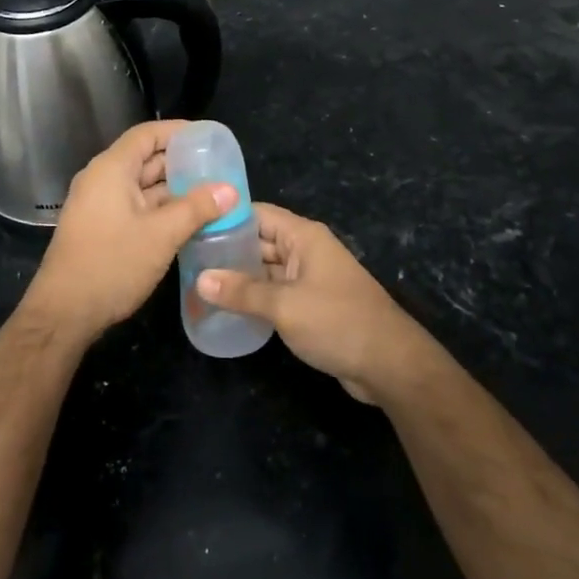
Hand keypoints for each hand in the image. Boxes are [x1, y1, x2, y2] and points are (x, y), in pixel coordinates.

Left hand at [22, 120, 235, 345]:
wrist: (64, 312)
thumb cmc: (112, 264)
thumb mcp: (162, 235)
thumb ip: (197, 208)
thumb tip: (230, 189)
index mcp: (112, 169)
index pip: (147, 134)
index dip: (178, 131)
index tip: (208, 138)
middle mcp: (102, 179)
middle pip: (145, 159)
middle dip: (181, 163)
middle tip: (219, 169)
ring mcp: (99, 205)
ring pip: (142, 186)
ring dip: (173, 189)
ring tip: (211, 194)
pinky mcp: (100, 227)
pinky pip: (135, 206)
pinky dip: (160, 208)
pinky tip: (188, 220)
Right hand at [197, 203, 432, 403]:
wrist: (390, 364)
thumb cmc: (337, 322)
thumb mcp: (284, 305)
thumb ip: (241, 291)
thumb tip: (200, 279)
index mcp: (303, 236)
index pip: (257, 214)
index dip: (225, 217)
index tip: (192, 225)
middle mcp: (306, 250)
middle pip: (260, 241)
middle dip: (227, 249)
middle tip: (188, 259)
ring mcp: (310, 278)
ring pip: (266, 268)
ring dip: (239, 276)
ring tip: (199, 284)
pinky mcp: (312, 304)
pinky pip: (276, 291)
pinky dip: (255, 296)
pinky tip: (229, 308)